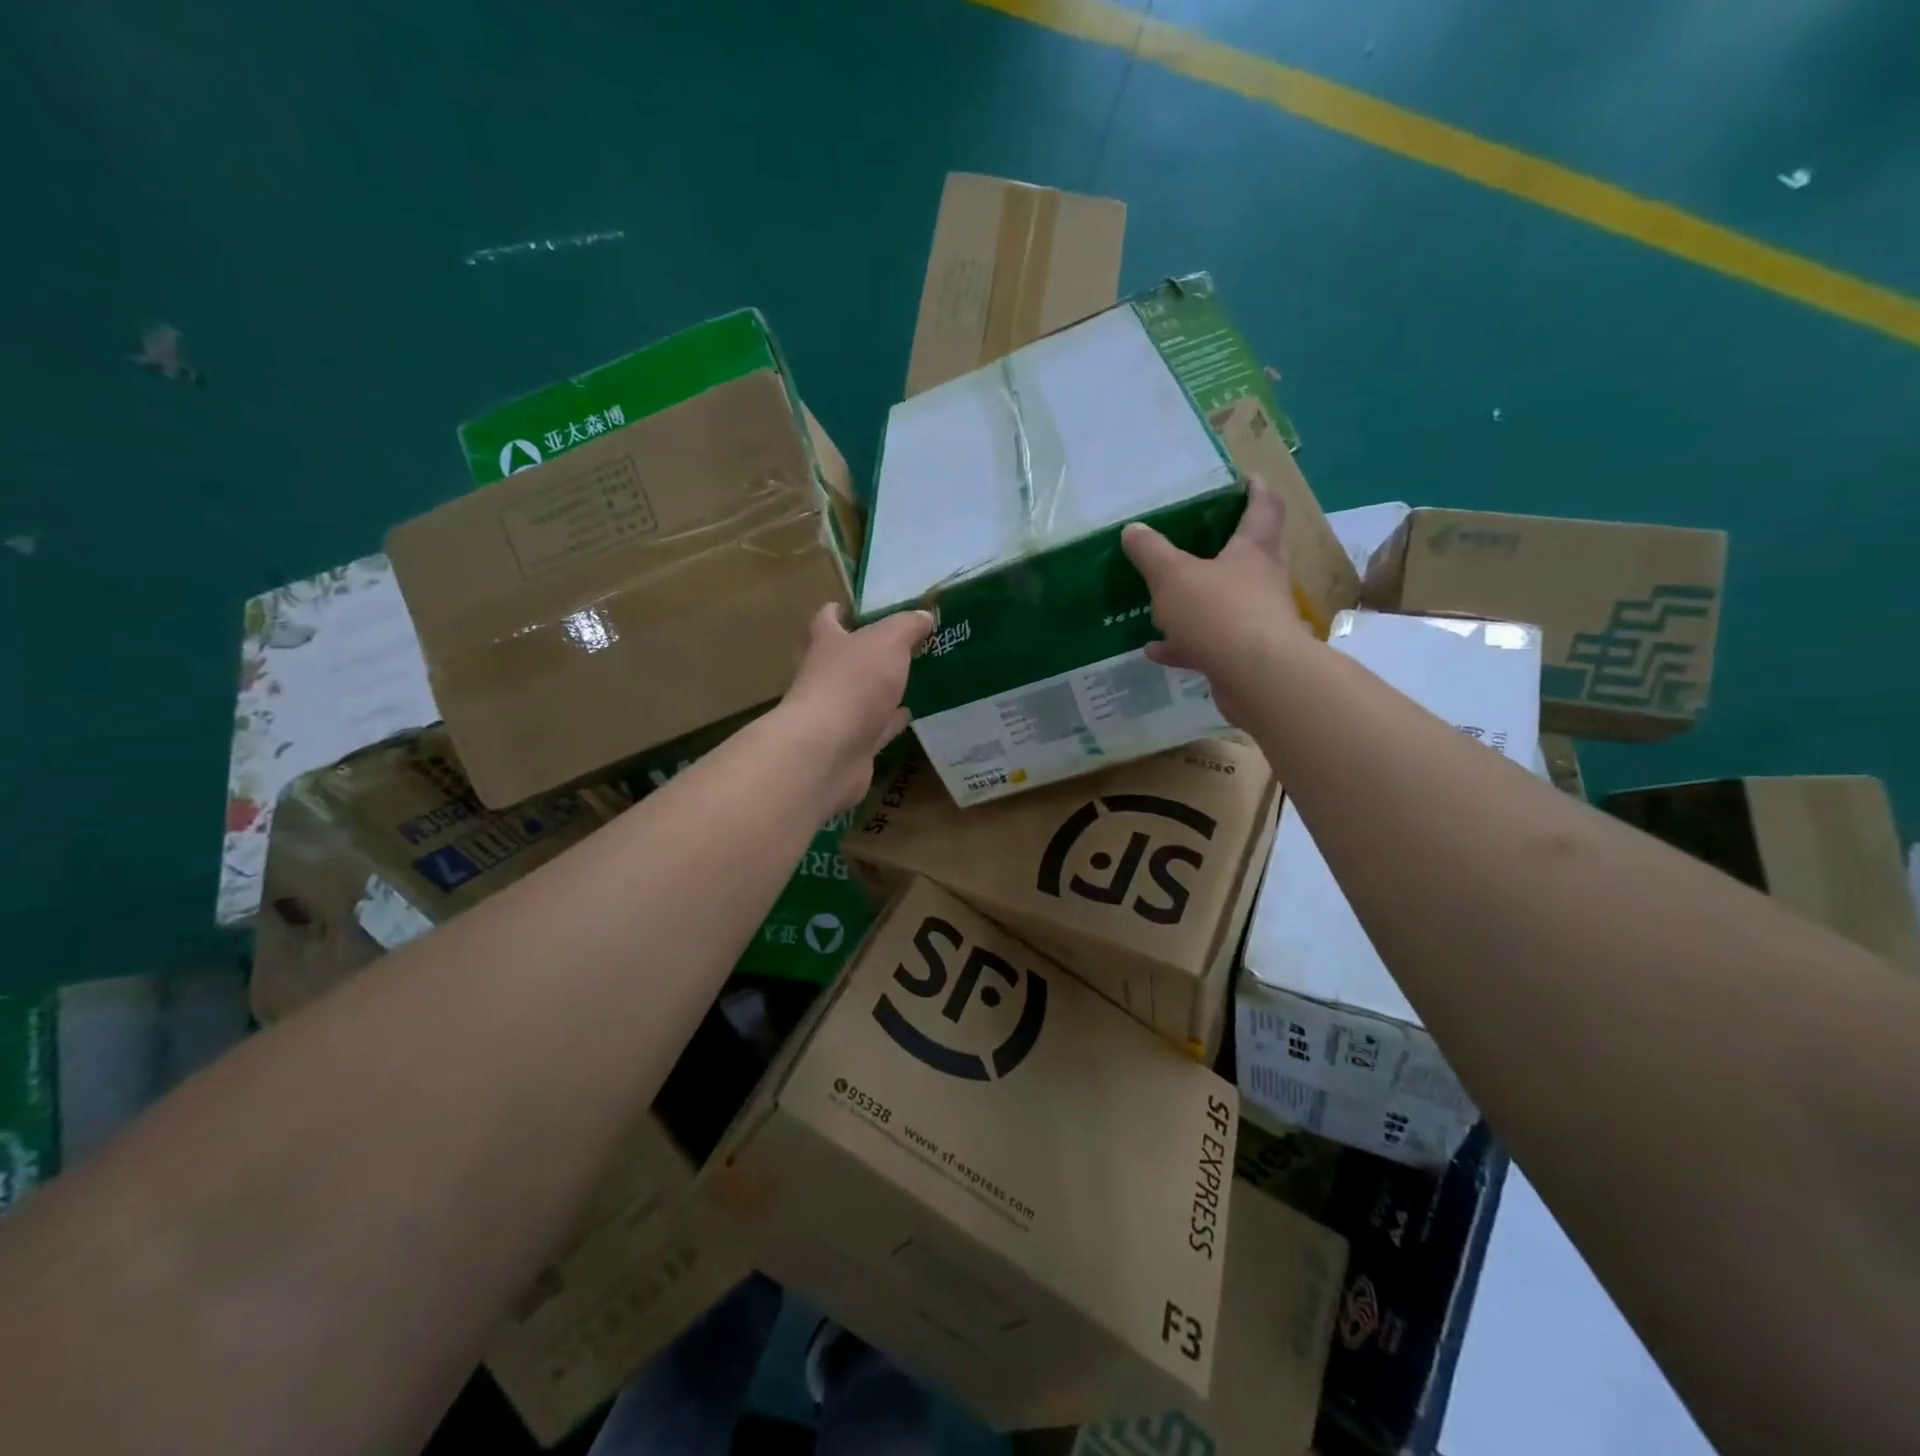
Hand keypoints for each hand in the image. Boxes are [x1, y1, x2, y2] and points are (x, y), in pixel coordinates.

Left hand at [781, 603, 931, 812]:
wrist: (829, 750)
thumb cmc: (853, 683)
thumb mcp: (887, 641)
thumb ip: (906, 626)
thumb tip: (923, 615)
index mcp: (827, 643)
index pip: (827, 619)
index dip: (841, 610)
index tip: (862, 607)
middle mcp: (825, 675)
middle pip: (843, 657)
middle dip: (866, 651)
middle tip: (899, 643)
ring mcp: (837, 712)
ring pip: (861, 694)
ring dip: (880, 687)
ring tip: (910, 676)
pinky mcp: (851, 744)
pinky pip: (875, 727)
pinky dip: (890, 720)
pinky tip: (909, 714)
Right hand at [1121, 480, 1307, 726]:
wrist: (1258, 678)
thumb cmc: (1221, 613)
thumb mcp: (1174, 576)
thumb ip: (1152, 553)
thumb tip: (1133, 529)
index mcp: (1253, 551)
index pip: (1263, 508)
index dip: (1256, 490)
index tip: (1247, 479)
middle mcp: (1262, 581)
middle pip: (1249, 556)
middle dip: (1227, 547)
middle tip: (1202, 539)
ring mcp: (1256, 621)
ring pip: (1226, 603)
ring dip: (1197, 602)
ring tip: (1164, 602)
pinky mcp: (1244, 656)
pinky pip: (1209, 642)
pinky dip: (1183, 644)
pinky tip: (1155, 649)